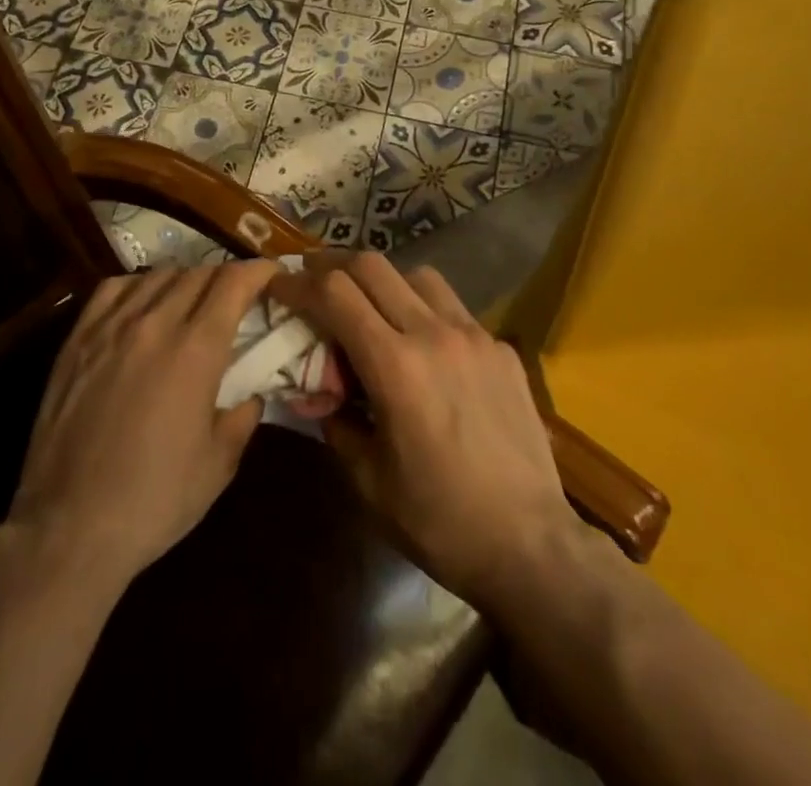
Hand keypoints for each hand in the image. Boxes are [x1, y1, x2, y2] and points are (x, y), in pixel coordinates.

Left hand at [7, 263, 273, 588]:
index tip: (272, 273)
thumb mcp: (218, 465)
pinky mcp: (77, 340)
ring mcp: (111, 328)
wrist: (69, 528)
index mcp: (196, 350)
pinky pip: (113, 288)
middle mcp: (155, 324)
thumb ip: (242, 418)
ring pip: (158, 275)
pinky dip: (139, 285)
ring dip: (185, 279)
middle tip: (237, 295)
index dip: (258, 270)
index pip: (234, 283)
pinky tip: (143, 304)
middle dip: (226, 276)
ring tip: (192, 299)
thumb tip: (251, 395)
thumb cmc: (154, 500)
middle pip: (198, 273)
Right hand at [276, 253, 583, 608]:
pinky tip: (427, 352)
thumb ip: (335, 421)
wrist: (531, 545)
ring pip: (418, 276)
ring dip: (384, 282)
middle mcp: (434, 334)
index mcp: (395, 366)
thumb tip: (317, 391)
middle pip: (372, 266)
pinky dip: (426, 313)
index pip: (334, 294)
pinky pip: (455, 310)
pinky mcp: (502, 349)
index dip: (298, 282)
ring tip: (372, 311)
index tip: (279, 284)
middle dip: (333, 265)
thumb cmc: (440, 521)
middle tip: (314, 280)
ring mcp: (475, 336)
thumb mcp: (368, 481)